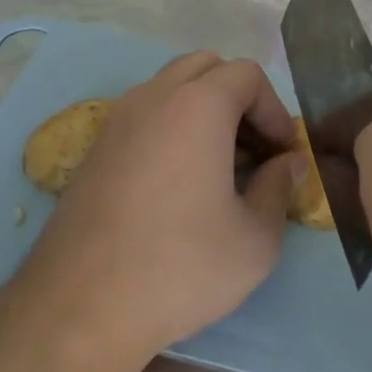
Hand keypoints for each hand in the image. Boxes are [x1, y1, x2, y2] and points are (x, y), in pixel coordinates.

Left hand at [19, 52, 304, 361]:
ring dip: (202, 110)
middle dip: (238, 98)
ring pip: (170, 88)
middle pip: (205, 68)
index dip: (274, 109)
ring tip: (219, 166)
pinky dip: (170, 128)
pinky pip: (143, 115)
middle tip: (254, 150)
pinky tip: (178, 182)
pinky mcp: (95, 147)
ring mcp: (117, 119)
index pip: (247, 74)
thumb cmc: (181, 266)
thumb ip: (279, 189)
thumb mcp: (255, 240)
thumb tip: (288, 164)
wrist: (83, 304)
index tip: (283, 154)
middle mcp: (153, 97)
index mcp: (197, 106)